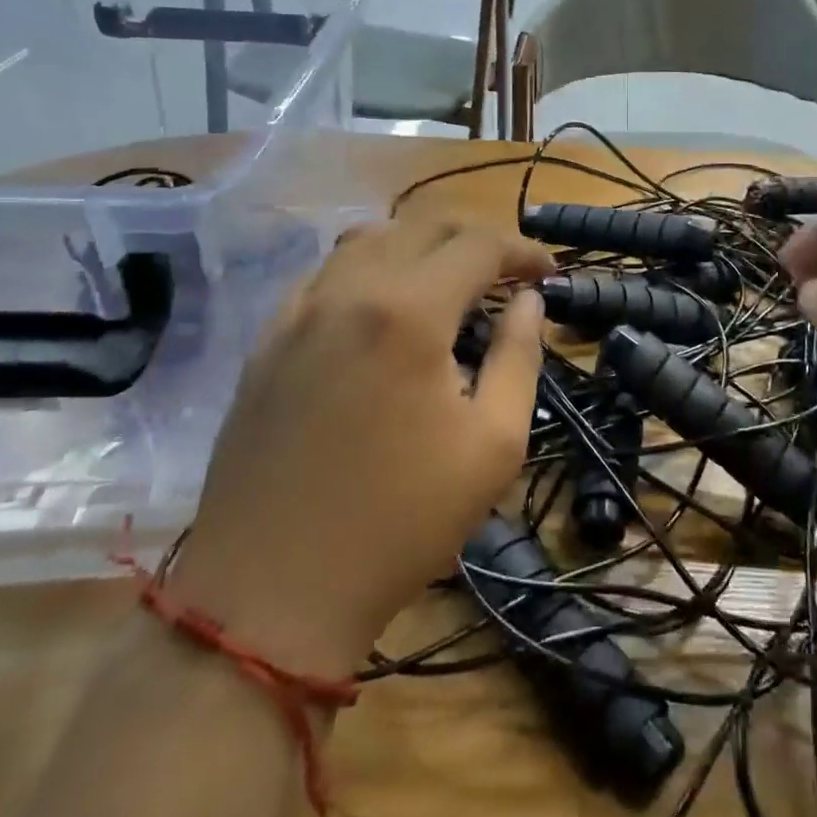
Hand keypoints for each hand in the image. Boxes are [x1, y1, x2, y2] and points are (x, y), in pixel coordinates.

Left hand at [170, 218, 554, 672]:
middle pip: (423, 224)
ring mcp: (298, 311)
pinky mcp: (266, 340)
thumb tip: (529, 302)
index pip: (478, 244)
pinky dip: (367, 271)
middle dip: (476, 238)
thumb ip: (519, 357)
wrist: (272, 592)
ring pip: (367, 239)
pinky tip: (379, 313)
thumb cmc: (400, 522)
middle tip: (507, 274)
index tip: (549, 274)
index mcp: (409, 311)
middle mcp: (349, 290)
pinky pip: (324, 274)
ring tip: (446, 285)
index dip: (523, 250)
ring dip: (419, 246)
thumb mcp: (493, 444)